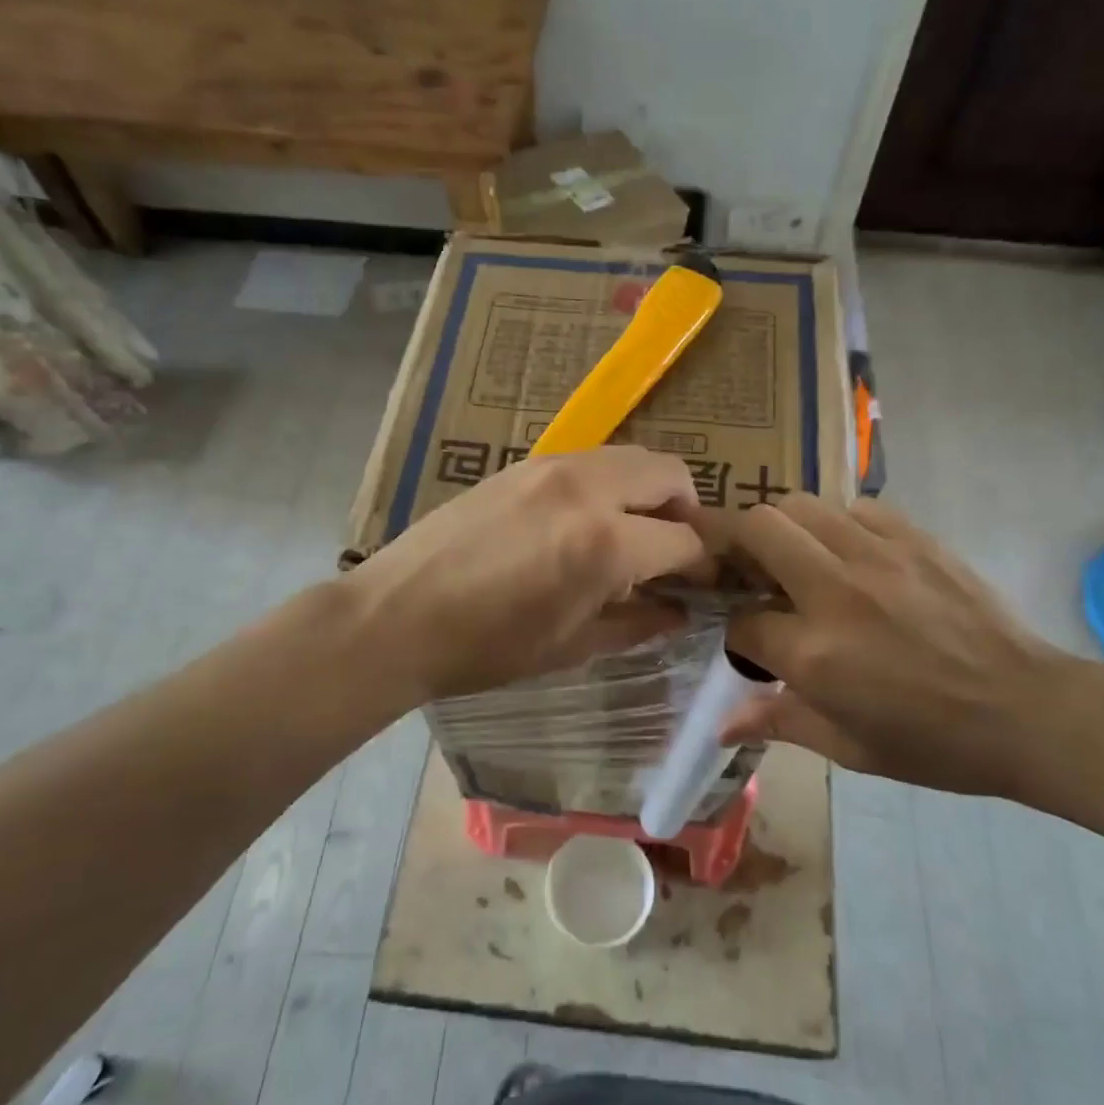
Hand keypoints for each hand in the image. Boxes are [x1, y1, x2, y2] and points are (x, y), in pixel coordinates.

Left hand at [345, 446, 710, 701]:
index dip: (705, 565)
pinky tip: (586, 522)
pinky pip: (592, 460)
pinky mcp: (525, 462)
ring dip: (650, 491)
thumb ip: (639, 623)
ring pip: (633, 457)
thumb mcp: (573, 646)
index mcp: (605, 543)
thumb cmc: (487, 647)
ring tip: (633, 534)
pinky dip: (611, 483)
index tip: (705, 584)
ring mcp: (553, 466)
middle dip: (688, 512)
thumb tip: (681, 612)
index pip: (686, 539)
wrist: (398, 615)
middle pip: (670, 474)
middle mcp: (588, 488)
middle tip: (673, 552)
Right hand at [723, 495, 1079, 795]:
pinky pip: (855, 507)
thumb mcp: (850, 749)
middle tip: (749, 571)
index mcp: (814, 654)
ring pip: (799, 504)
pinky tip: (853, 554)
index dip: (737, 633)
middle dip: (737, 546)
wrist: (1028, 711)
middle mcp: (834, 591)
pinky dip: (840, 525)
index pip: (741, 621)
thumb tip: (722, 727)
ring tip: (797, 558)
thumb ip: (779, 722)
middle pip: (756, 529)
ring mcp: (877, 555)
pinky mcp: (914, 538)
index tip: (753, 643)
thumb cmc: (934, 743)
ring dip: (783, 529)